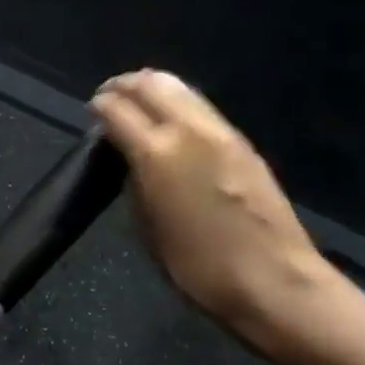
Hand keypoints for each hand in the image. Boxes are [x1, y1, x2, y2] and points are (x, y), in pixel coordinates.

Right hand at [91, 70, 339, 354]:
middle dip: (125, 85)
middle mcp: (189, 130)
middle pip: (151, 83)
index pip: (117, 109)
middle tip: (110, 97)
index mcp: (157, 154)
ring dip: (154, 89)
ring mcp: (222, 133)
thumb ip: (135, 185)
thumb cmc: (198, 268)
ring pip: (181, 88)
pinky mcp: (244, 143)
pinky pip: (202, 109)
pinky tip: (172, 124)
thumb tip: (131, 162)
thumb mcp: (148, 229)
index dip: (99, 106)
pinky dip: (179, 105)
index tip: (91, 112)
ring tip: (139, 105)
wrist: (273, 281)